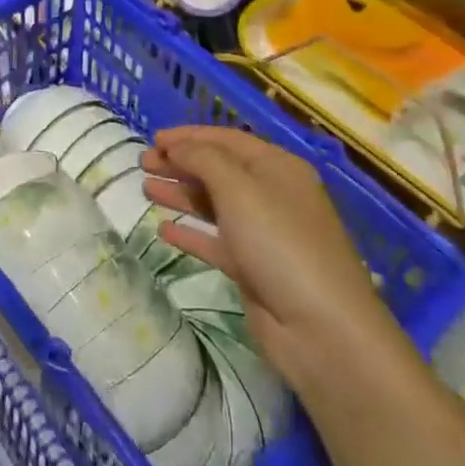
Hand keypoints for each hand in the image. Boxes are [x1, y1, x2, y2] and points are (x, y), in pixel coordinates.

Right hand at [142, 126, 407, 391]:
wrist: (322, 329)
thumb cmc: (280, 243)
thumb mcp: (239, 189)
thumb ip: (203, 159)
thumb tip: (176, 146)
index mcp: (277, 168)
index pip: (226, 140)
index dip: (188, 137)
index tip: (152, 139)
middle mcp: (272, 195)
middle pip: (218, 170)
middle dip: (180, 164)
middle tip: (142, 165)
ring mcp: (263, 233)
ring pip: (214, 205)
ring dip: (180, 194)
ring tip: (145, 190)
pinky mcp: (253, 268)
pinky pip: (215, 241)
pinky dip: (190, 232)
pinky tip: (164, 230)